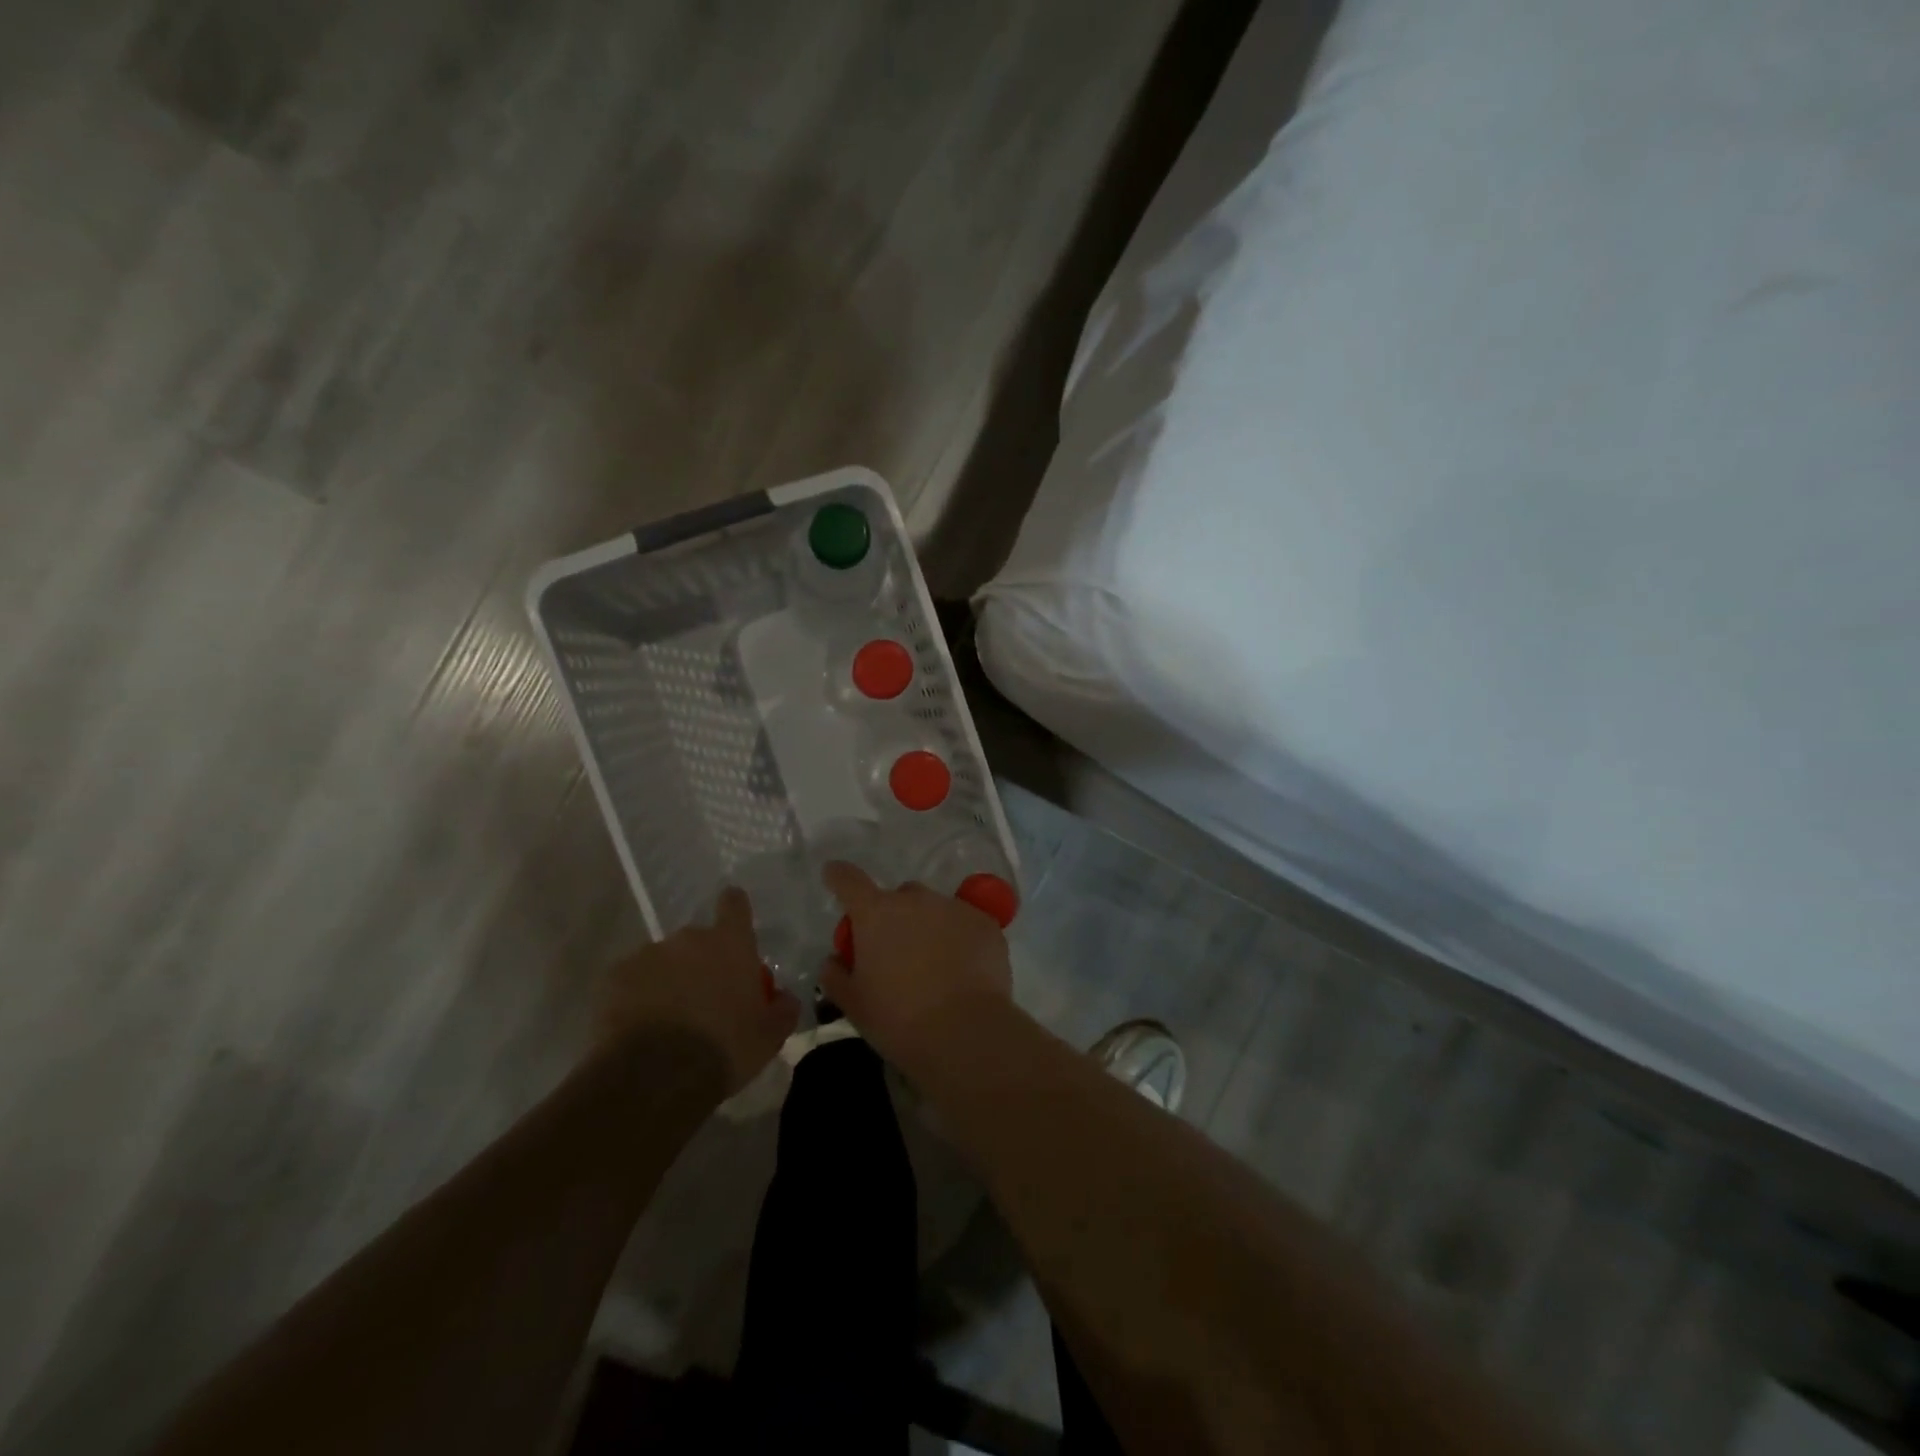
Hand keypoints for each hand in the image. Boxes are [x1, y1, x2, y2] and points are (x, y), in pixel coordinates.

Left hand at [598, 887, 799, 1095]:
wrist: (655, 1078)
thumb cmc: (724, 1049)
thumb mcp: (769, 1037)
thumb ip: (782, 1009)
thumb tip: (785, 997)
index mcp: (731, 944)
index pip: (734, 904)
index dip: (734, 910)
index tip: (733, 925)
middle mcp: (689, 939)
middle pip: (697, 940)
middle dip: (700, 963)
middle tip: (703, 1000)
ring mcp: (647, 955)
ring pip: (662, 961)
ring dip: (667, 980)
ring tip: (667, 1020)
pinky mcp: (614, 977)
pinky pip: (630, 981)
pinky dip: (636, 997)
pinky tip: (639, 1028)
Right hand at [819, 862, 1013, 1068]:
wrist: (965, 1034)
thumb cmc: (899, 1020)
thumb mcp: (854, 1005)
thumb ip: (836, 975)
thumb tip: (835, 960)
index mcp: (876, 914)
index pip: (849, 880)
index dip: (839, 877)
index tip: (835, 876)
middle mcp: (915, 900)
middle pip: (899, 898)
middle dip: (895, 918)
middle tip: (897, 954)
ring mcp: (954, 907)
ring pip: (935, 909)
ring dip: (930, 927)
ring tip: (937, 967)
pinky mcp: (986, 922)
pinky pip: (966, 923)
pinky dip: (961, 939)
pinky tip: (964, 972)